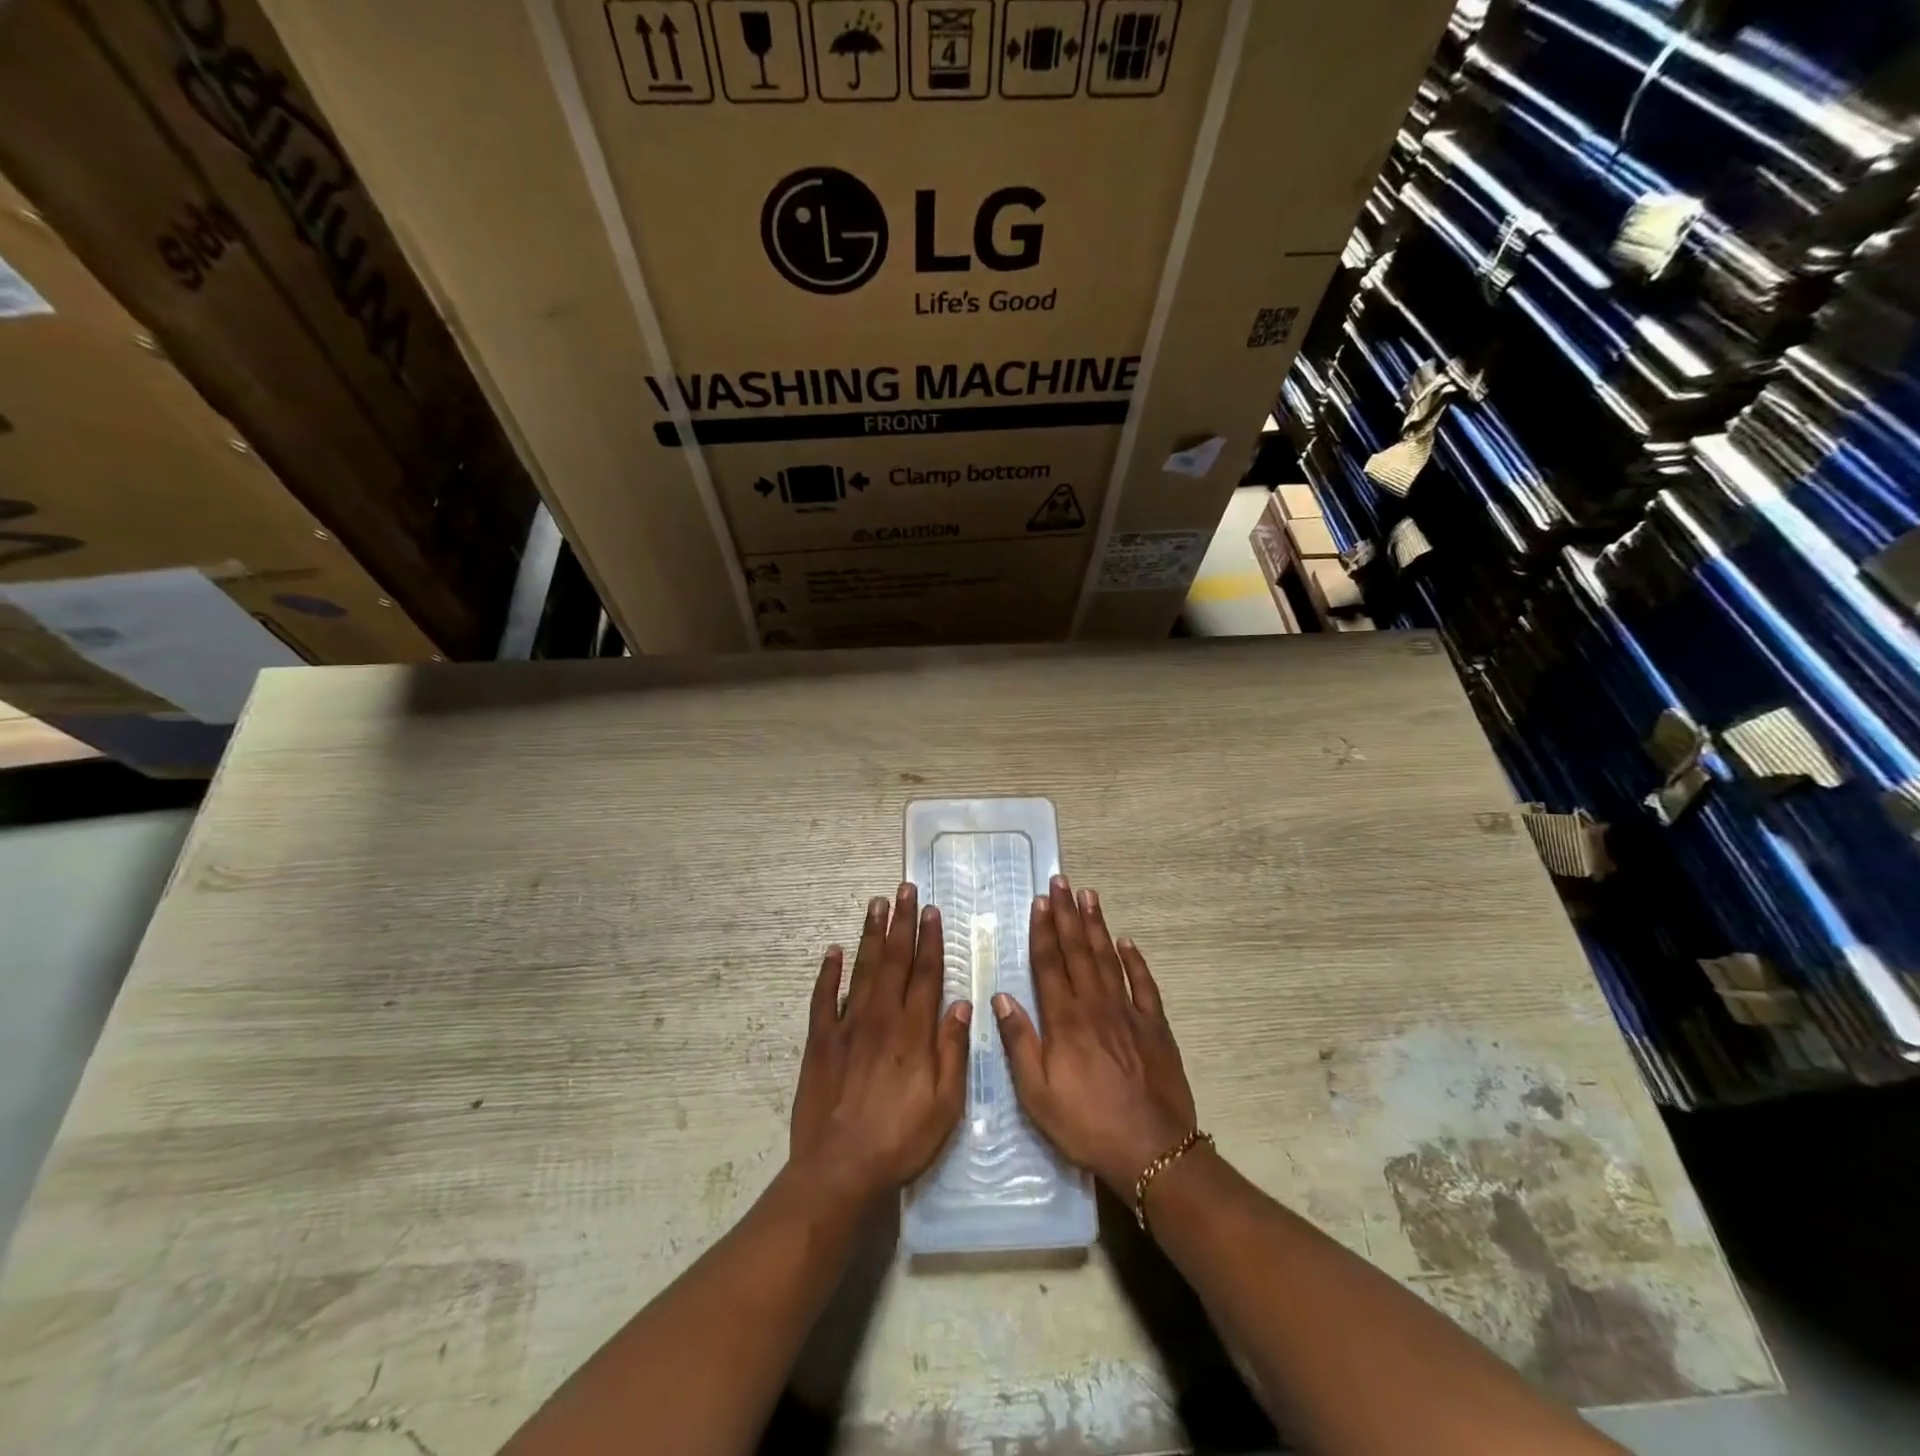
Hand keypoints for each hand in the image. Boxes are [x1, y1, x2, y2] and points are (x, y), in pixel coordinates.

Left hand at [789, 882, 970, 1204]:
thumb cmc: (901, 1140)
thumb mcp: (945, 1105)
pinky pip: (823, 998)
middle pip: (894, 960)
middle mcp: (881, 1017)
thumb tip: (961, 1004)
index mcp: (914, 1031)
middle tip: (904, 889)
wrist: (840, 1169)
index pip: (926, 973)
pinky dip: (828, 972)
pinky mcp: (820, 1042)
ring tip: (876, 903)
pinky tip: (833, 951)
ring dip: (871, 935)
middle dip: (901, 922)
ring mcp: (847, 1026)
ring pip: (862, 969)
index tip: (932, 910)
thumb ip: (953, 1051)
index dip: (931, 939)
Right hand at [994, 877, 1197, 1194]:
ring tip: (1089, 896)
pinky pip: (1144, 984)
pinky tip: (1127, 942)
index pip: (1050, 964)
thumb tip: (1001, 998)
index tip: (1040, 901)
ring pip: (1109, 958)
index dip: (1043, 930)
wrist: (1152, 1149)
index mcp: (1065, 1020)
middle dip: (1067, 914)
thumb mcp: (1037, 1094)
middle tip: (1062, 882)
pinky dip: (1135, 961)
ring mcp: (1128, 1013)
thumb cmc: (1087, 1124)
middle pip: (1078, 951)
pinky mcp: (1155, 1026)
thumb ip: (1020, 1043)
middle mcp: (1095, 1006)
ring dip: (1097, 926)